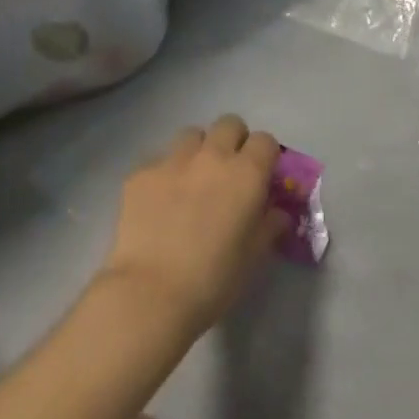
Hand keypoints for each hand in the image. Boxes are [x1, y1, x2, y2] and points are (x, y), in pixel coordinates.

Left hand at [100, 115, 288, 332]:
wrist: (150, 295)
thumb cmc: (213, 279)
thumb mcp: (254, 257)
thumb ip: (269, 225)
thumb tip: (277, 212)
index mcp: (247, 172)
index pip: (265, 141)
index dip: (264, 157)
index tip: (260, 177)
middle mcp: (213, 155)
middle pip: (229, 124)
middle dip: (232, 141)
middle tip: (228, 173)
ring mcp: (174, 160)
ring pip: (192, 135)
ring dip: (197, 151)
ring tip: (191, 181)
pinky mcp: (141, 173)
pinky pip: (158, 159)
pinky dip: (164, 173)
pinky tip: (159, 201)